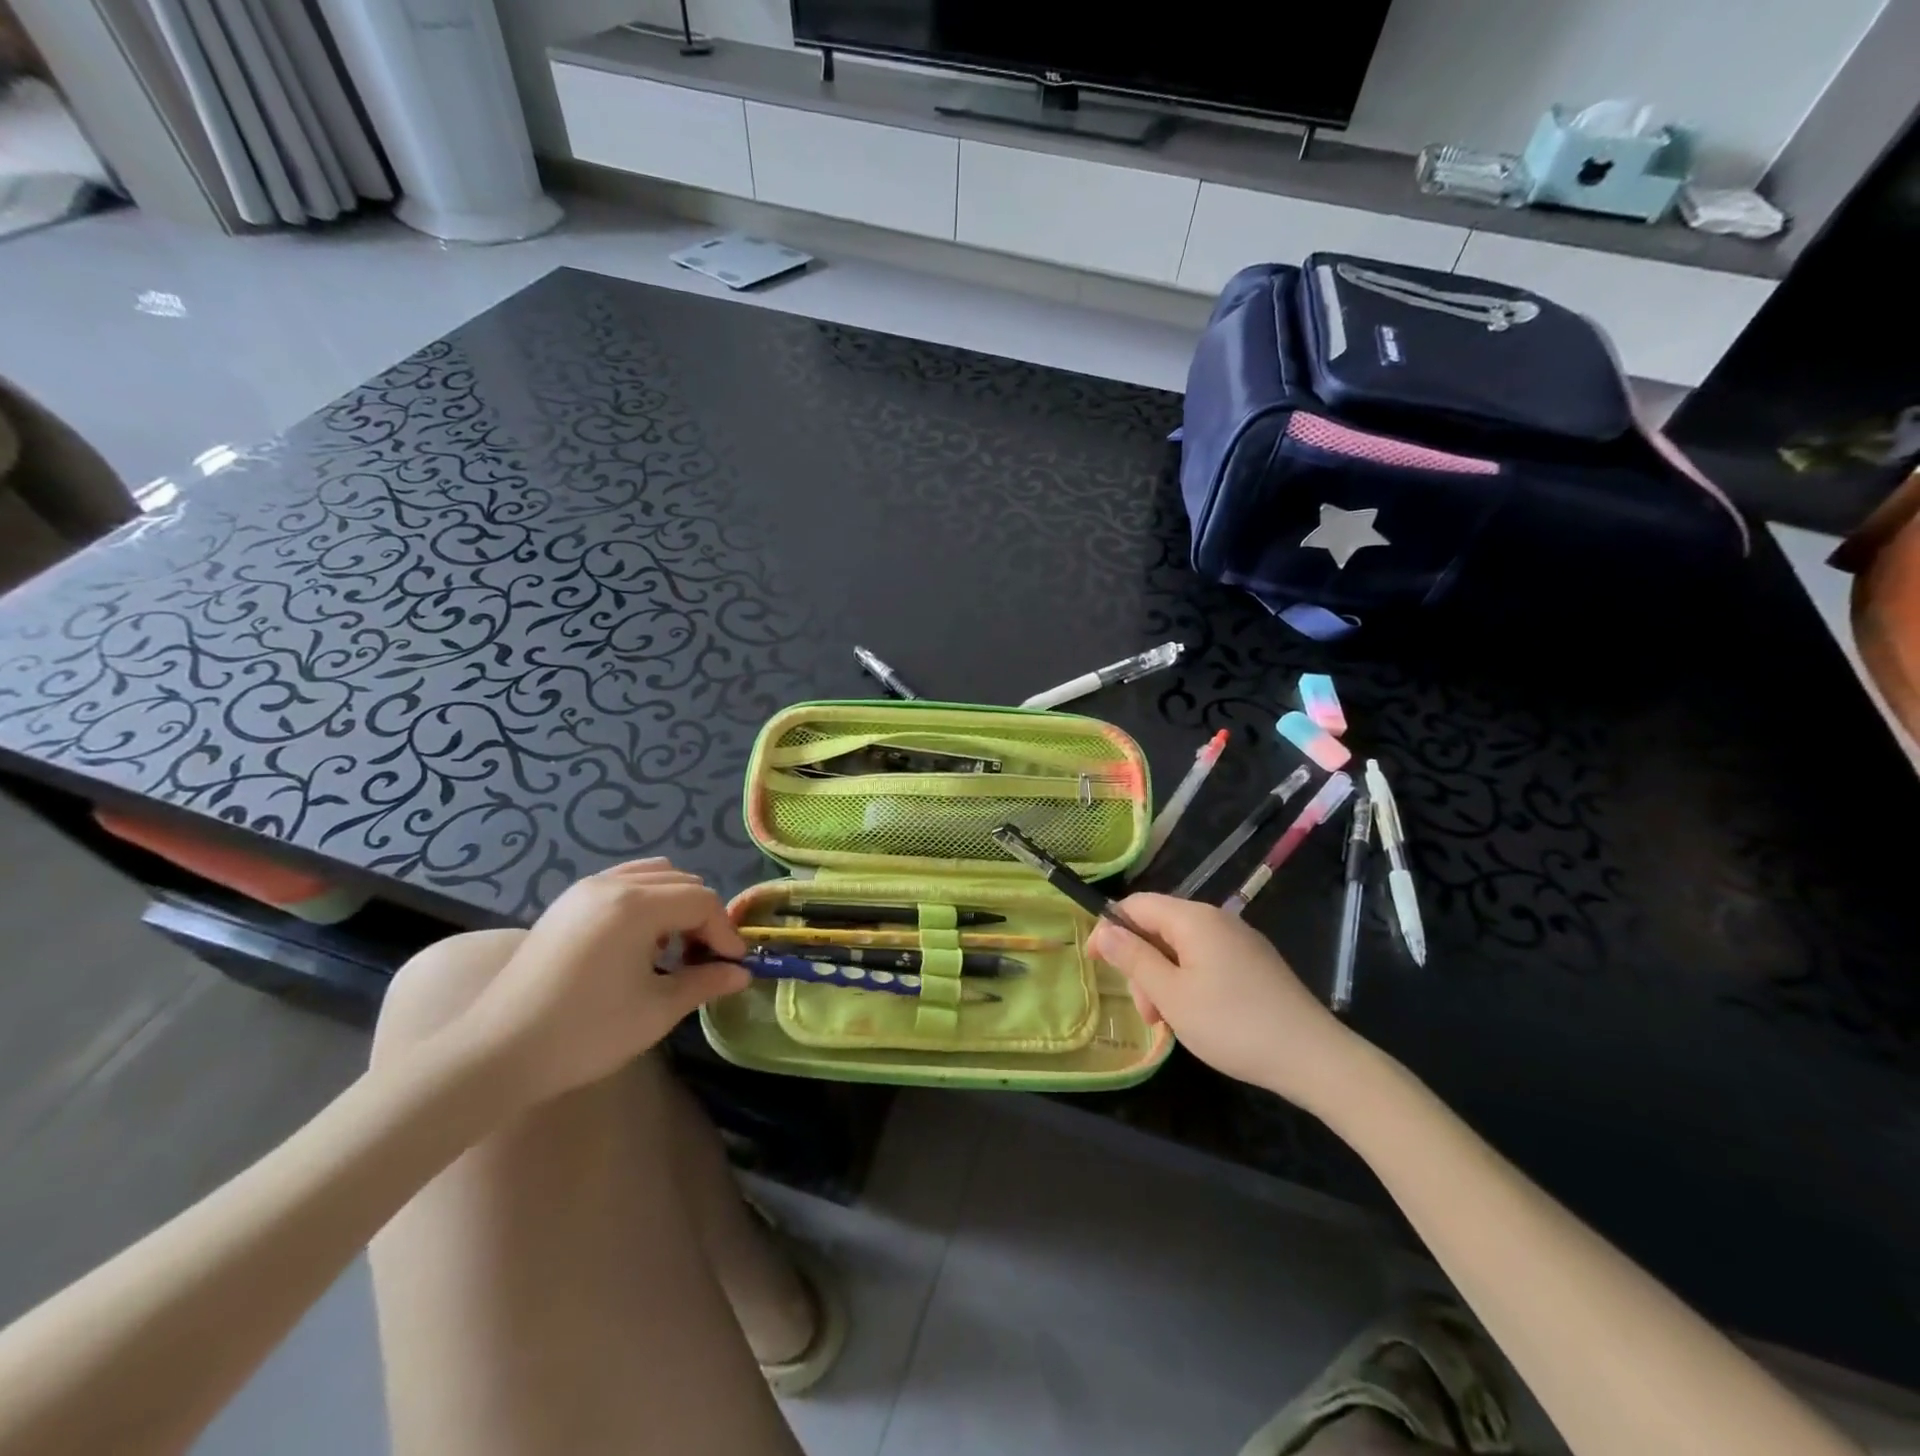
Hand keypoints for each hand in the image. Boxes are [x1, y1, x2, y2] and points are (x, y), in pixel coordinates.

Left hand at [452, 859, 748, 1105]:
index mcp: (637, 905)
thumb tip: (741, 974)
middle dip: (702, 916)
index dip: (724, 931)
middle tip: (705, 958)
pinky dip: (645, 902)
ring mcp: (584, 890)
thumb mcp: (656, 1010)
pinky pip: (622, 884)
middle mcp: (612, 884)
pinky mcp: (565, 904)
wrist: (496, 1054)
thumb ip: (704, 983)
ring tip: (672, 948)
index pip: (702, 901)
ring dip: (674, 904)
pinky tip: (638, 943)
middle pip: (681, 882)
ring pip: (652, 876)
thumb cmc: (585, 1032)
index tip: (733, 965)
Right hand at [1088, 894, 1362, 1109]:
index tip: (1094, 964)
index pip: (1136, 905)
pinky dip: (1188, 983)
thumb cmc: (1233, 1025)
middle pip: (1159, 927)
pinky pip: (1206, 960)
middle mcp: (1217, 919)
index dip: (1109, 929)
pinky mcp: (1254, 963)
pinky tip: (1196, 1017)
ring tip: (1170, 1023)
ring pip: (1181, 949)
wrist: (1315, 1058)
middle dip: (1141, 965)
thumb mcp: (1171, 995)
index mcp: (1194, 918)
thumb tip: (1104, 931)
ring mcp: (1239, 941)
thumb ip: (1133, 959)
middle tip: (1147, 1013)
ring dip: (1163, 980)